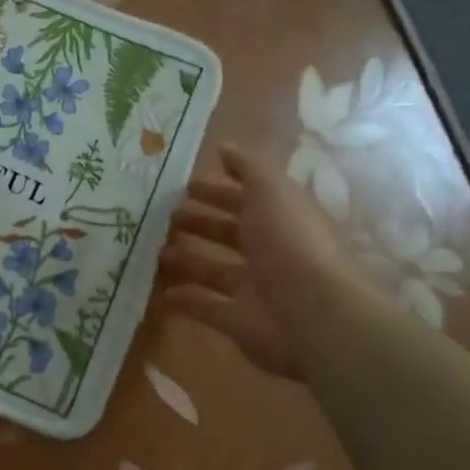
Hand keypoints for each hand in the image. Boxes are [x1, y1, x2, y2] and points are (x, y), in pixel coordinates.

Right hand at [160, 143, 377, 378]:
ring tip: (157, 251)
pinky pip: (208, 307)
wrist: (312, 313)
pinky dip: (187, 299)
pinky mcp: (239, 322)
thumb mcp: (272, 191)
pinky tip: (163, 291)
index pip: (248, 200)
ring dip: (188, 260)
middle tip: (167, 217)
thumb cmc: (291, 243)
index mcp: (282, 220)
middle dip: (201, 223)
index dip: (219, 191)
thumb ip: (248, 169)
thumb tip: (225, 148)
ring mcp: (256, 290)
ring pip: (216, 270)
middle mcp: (271, 253)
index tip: (187, 185)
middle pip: (232, 234)